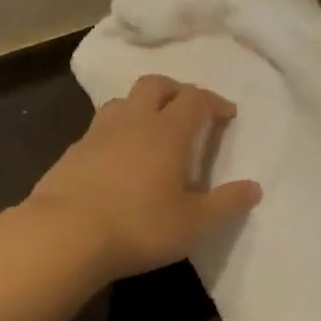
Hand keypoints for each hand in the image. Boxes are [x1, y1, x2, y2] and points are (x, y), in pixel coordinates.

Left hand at [29, 74, 262, 281]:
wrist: (66, 236)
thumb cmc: (140, 227)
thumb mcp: (194, 224)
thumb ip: (226, 204)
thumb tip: (255, 188)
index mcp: (167, 133)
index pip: (195, 100)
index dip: (215, 103)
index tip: (228, 115)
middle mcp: (133, 122)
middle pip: (156, 85)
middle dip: (177, 91)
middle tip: (189, 110)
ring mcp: (97, 133)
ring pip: (123, 101)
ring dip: (143, 106)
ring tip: (153, 130)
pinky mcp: (73, 152)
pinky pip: (100, 128)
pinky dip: (118, 132)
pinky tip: (119, 158)